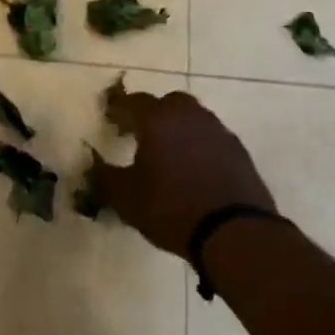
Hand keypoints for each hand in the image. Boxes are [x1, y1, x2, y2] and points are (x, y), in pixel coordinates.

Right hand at [91, 89, 275, 256]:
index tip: (109, 118)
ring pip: (194, 119)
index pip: (134, 102)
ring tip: (167, 153)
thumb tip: (95, 168)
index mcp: (159, 120)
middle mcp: (190, 117)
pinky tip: (193, 169)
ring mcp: (219, 133)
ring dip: (178, 129)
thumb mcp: (125, 198)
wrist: (233, 232)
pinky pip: (212, 139)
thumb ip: (105, 178)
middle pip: (169, 103)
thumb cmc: (170, 208)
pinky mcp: (239, 152)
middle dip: (153, 113)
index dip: (119, 108)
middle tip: (139, 132)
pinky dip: (199, 146)